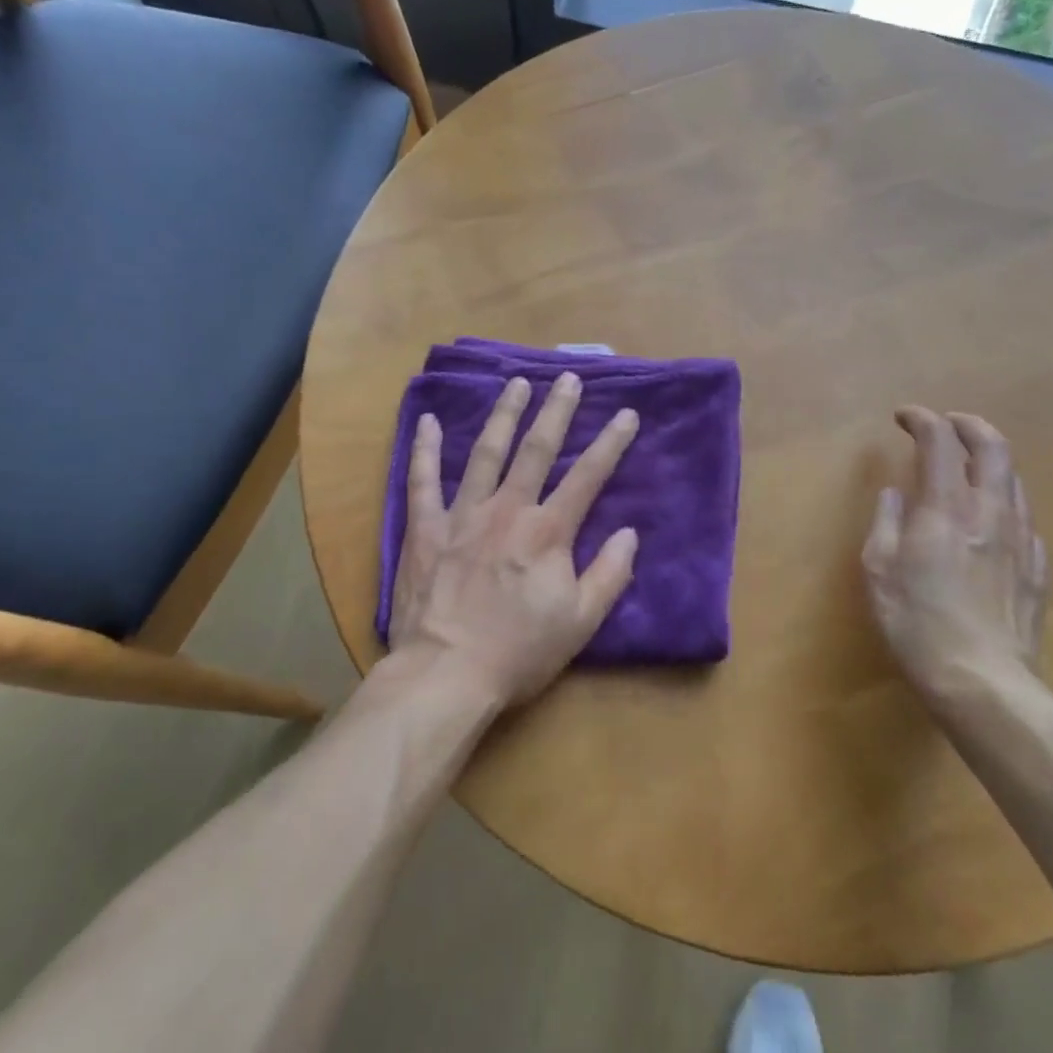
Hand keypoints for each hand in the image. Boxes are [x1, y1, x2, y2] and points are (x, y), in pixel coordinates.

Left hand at [389, 373, 640, 707]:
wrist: (446, 674)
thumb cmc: (519, 651)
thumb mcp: (580, 622)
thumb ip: (610, 574)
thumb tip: (629, 533)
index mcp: (548, 531)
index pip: (588, 477)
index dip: (611, 443)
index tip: (627, 413)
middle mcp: (508, 510)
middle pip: (537, 450)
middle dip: (556, 411)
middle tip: (567, 378)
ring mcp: (462, 514)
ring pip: (485, 452)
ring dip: (503, 415)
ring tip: (516, 384)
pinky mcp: (426, 528)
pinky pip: (422, 480)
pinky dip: (424, 449)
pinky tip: (426, 420)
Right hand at [862, 407, 1048, 708]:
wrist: (982, 682)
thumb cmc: (916, 624)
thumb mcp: (879, 571)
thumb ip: (887, 523)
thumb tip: (894, 495)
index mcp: (946, 509)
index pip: (939, 442)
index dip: (921, 420)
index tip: (903, 417)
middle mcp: (989, 513)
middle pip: (993, 447)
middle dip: (969, 425)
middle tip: (948, 424)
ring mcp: (1021, 540)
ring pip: (1014, 480)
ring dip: (989, 461)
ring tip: (968, 468)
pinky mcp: (1037, 569)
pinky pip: (1024, 518)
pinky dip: (1004, 502)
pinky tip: (991, 519)